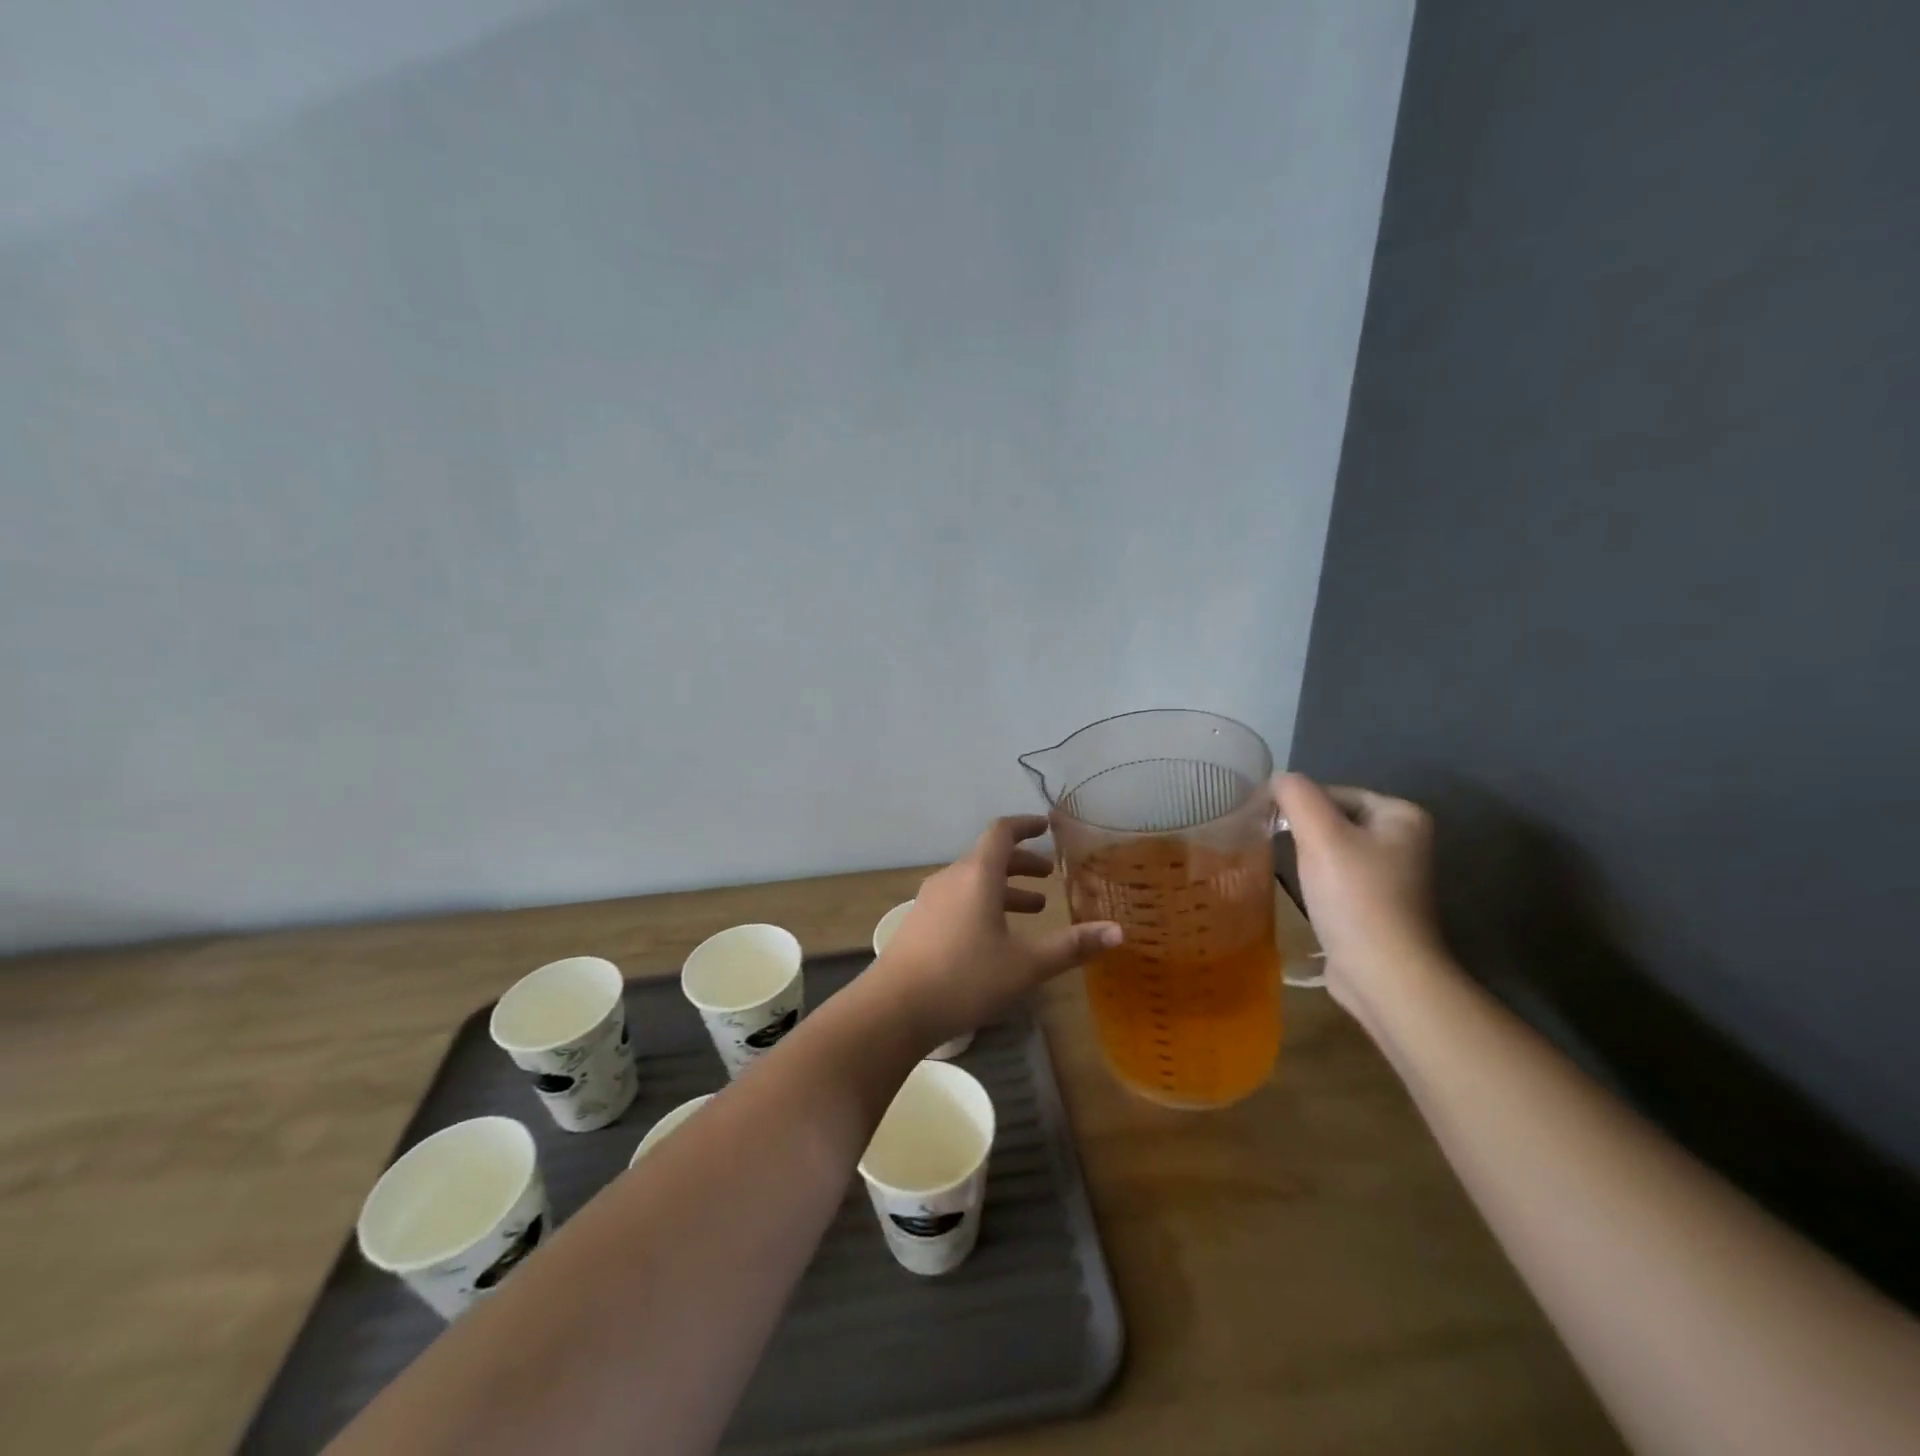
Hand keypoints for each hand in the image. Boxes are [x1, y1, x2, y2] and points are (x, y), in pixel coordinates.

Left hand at [871, 815, 1122, 1050]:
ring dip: (1004, 888)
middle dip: (1022, 863)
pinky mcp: (920, 923)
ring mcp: (930, 900)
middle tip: (1049, 876)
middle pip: (989, 856)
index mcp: (977, 875)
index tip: (1047, 827)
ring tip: (1033, 908)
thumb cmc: (965, 978)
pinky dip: (984, 903)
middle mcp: (951, 878)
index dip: (1026, 825)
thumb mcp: (1026, 965)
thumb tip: (1119, 932)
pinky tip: (995, 936)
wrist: (894, 1008)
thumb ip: (1072, 946)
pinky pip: (959, 899)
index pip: (1002, 832)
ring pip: (973, 881)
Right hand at [1275, 773, 1445, 1012]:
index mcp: (1402, 815)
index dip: (1298, 805)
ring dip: (1307, 856)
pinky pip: (1338, 878)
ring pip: (1334, 849)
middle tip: (1275, 845)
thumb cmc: (1355, 897)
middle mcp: (1404, 840)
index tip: (1270, 824)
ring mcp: (1393, 875)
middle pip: (1334, 819)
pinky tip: (1305, 894)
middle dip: (1303, 831)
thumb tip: (1277, 779)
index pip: (1333, 792)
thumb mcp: (1320, 835)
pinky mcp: (1378, 904)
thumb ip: (1296, 796)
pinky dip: (1318, 881)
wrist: (1382, 973)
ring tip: (1289, 871)